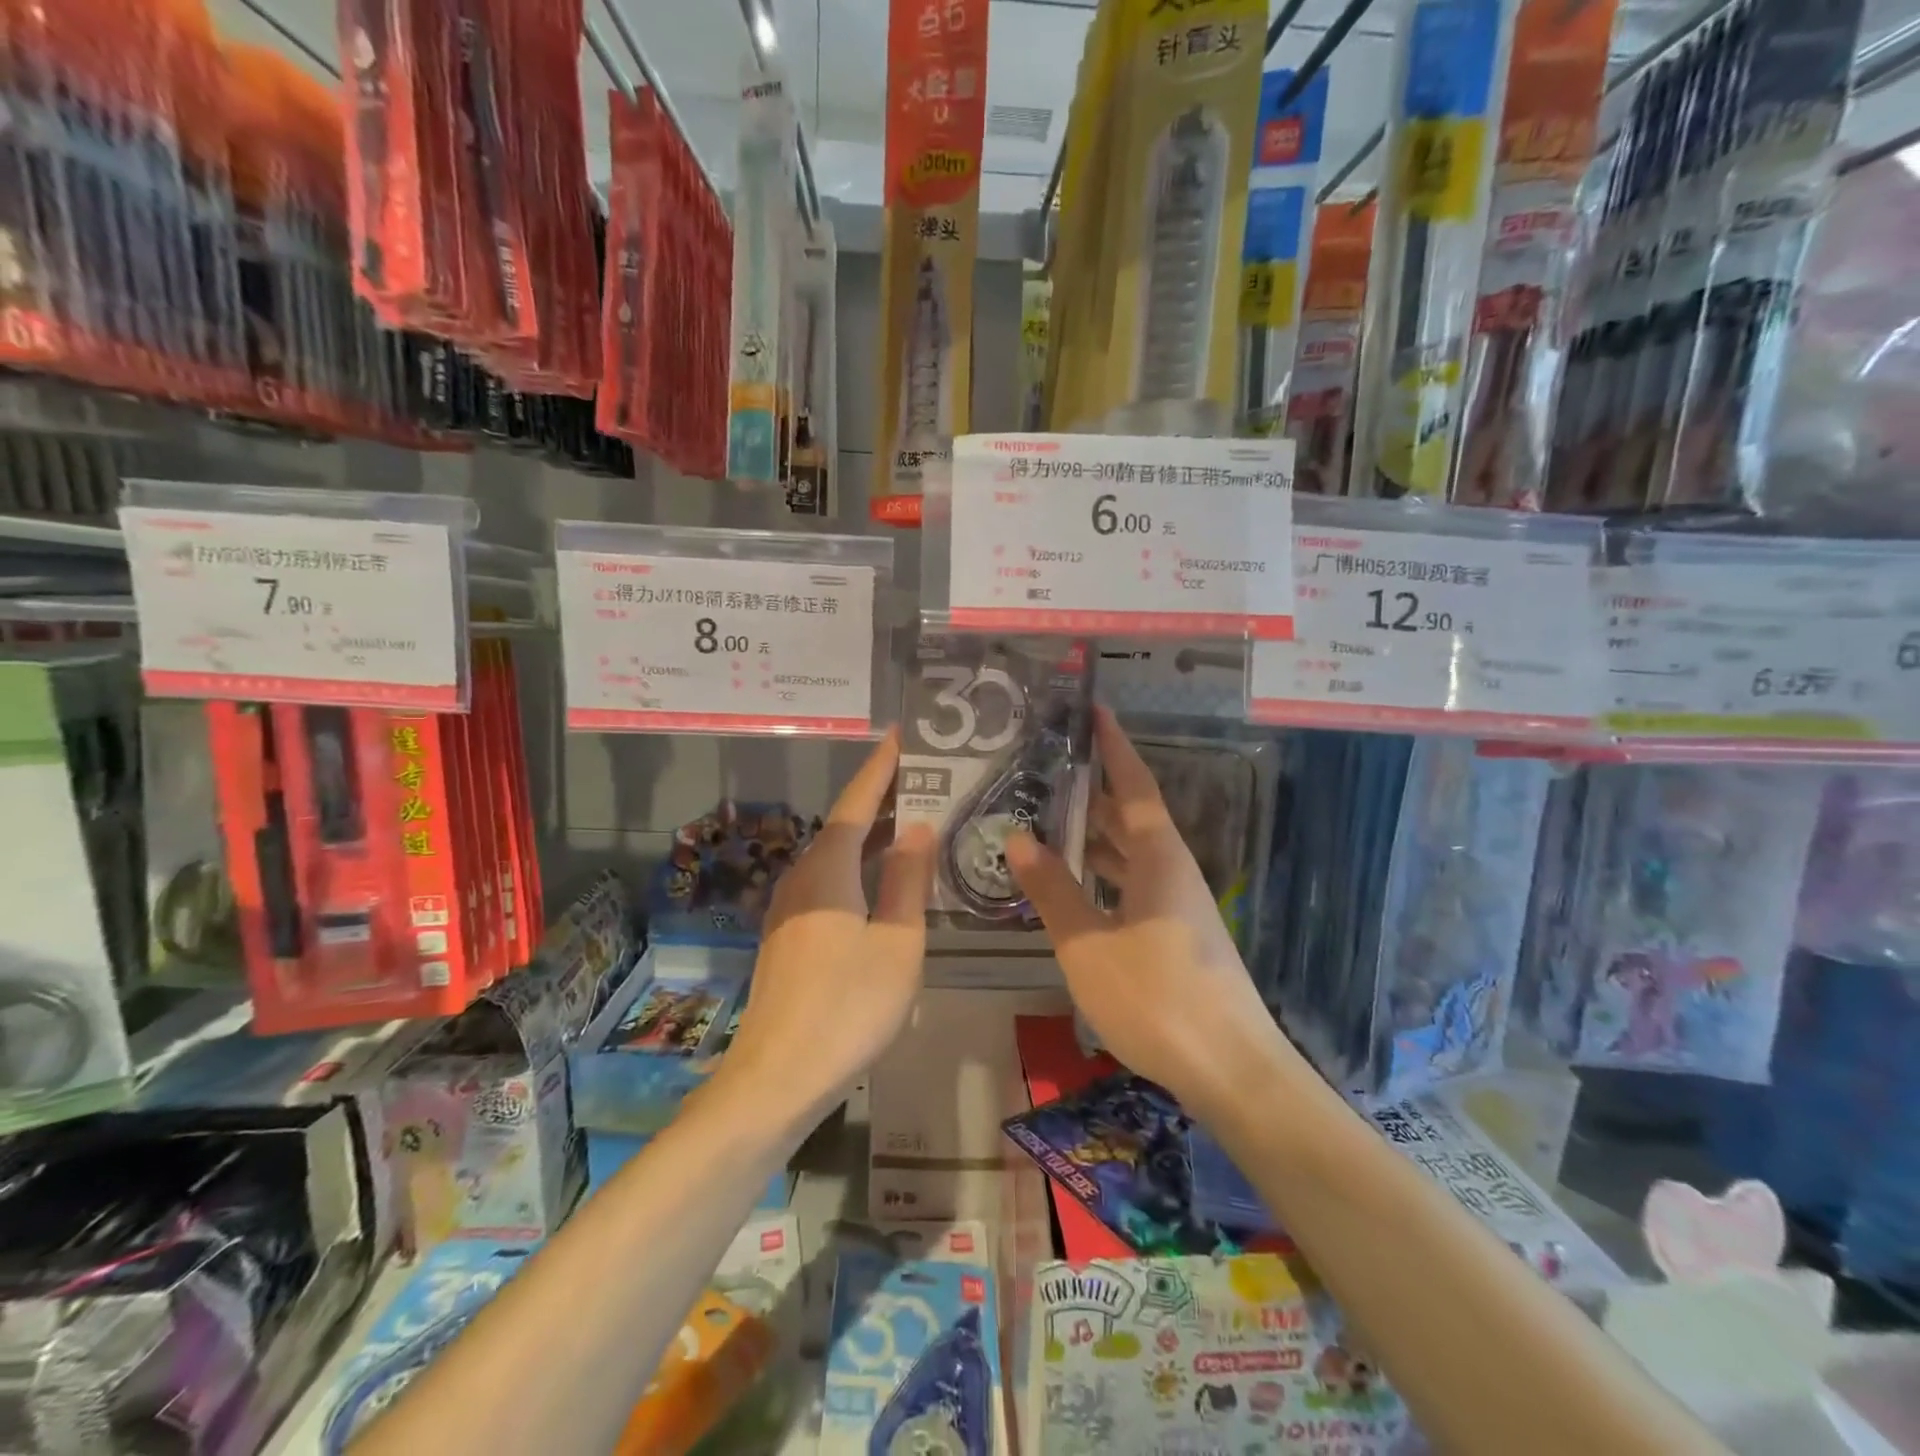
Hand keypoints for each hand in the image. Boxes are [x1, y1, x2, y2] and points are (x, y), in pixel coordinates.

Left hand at [720, 731, 934, 1116]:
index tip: (901, 733)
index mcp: (828, 869)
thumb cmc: (847, 1008)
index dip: (881, 766)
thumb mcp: (896, 943)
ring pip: (837, 855)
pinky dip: (860, 866)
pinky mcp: (790, 936)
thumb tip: (918, 825)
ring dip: (873, 833)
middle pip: (845, 824)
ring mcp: (791, 909)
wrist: (776, 1080)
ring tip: (913, 818)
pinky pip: (831, 882)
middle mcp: (803, 878)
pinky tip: (883, 879)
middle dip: (883, 797)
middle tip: (925, 775)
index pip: (858, 801)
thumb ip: (907, 880)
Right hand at [1006, 707, 1284, 1116]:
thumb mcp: (1088, 945)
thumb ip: (1053, 890)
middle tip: (1045, 765)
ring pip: (1131, 852)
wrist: (1232, 1071)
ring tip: (1046, 815)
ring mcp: (1178, 903)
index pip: (1135, 784)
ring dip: (1094, 832)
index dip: (1113, 747)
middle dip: (1093, 788)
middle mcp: (1172, 869)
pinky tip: (1072, 881)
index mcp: (1158, 857)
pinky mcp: (1176, 932)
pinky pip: (1132, 882)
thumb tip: (1017, 837)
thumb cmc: (1158, 999)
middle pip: (1131, 814)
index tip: (1094, 711)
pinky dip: (1102, 871)